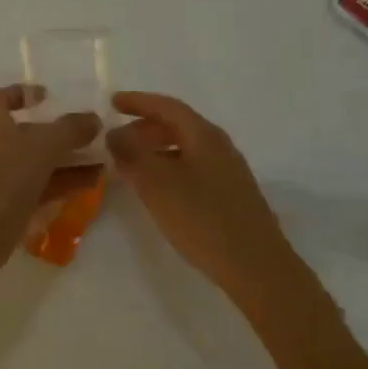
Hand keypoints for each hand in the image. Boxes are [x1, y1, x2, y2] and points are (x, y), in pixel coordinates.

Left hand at [0, 85, 101, 287]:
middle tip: (91, 134)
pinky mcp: (14, 209)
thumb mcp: (42, 146)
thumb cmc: (5, 177)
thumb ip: (70, 130)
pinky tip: (92, 184)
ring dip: (70, 161)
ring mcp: (5, 182)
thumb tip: (94, 119)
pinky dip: (66, 184)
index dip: (18, 94)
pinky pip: (44, 190)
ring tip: (103, 161)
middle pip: (28, 135)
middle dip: (59, 134)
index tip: (45, 97)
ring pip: (41, 165)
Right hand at [106, 92, 297, 296]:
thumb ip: (133, 155)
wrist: (255, 266)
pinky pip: (192, 169)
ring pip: (185, 149)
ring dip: (155, 151)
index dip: (138, 102)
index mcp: (205, 136)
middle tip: (116, 141)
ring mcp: (228, 172)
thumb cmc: (203, 220)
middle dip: (144, 128)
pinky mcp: (230, 196)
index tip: (112, 103)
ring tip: (130, 167)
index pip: (168, 107)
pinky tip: (157, 191)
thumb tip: (114, 133)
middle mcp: (220, 147)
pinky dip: (169, 169)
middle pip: (178, 126)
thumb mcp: (158, 185)